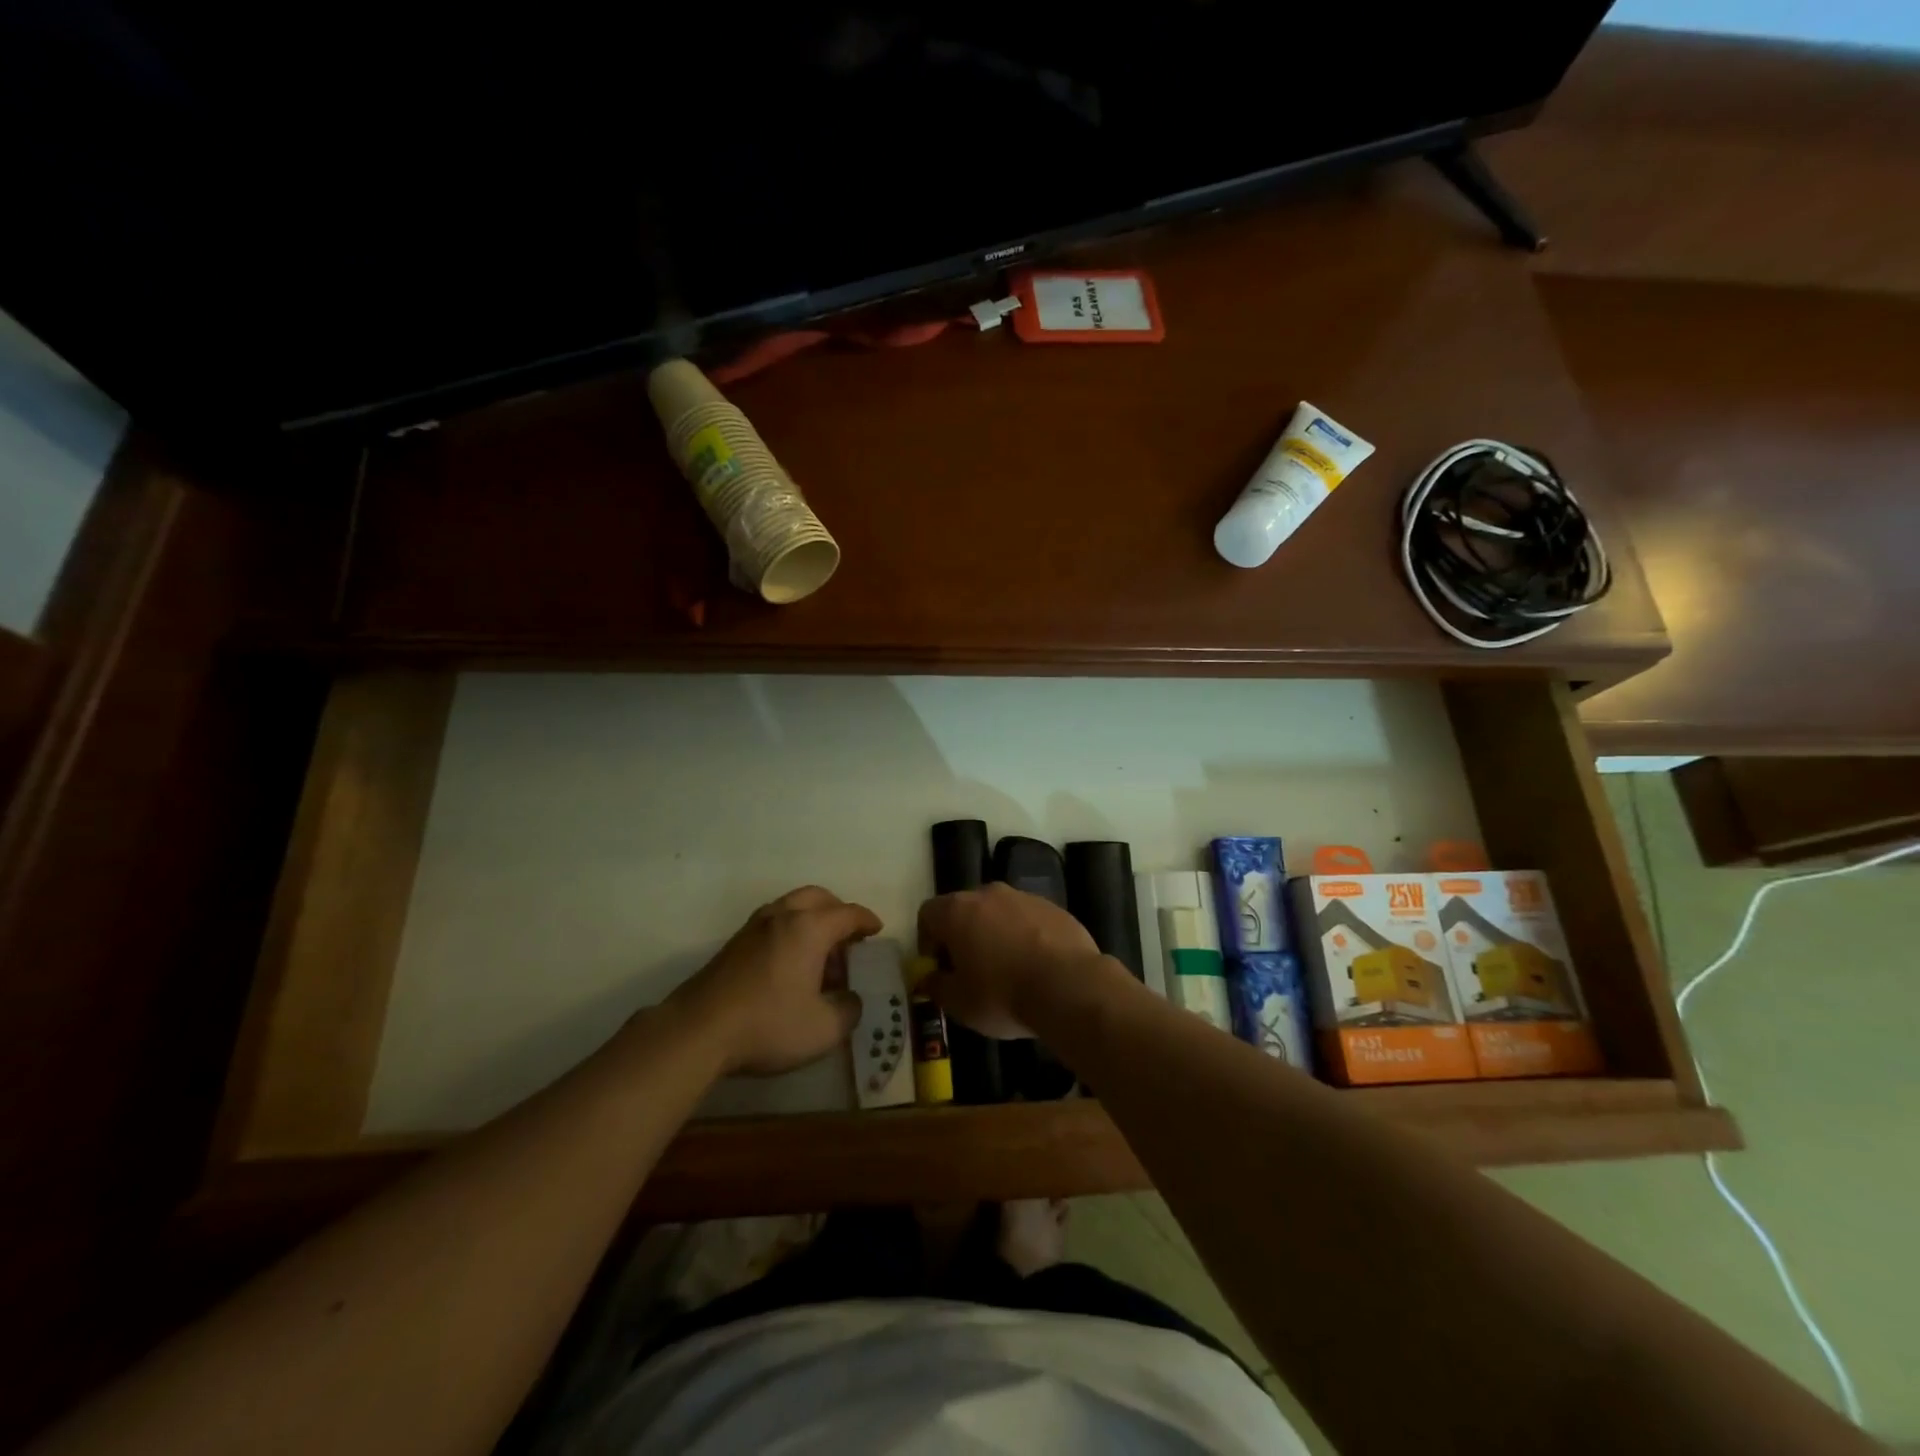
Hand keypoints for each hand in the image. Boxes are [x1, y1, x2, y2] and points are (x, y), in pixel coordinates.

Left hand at [670, 886, 880, 1076]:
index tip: (876, 930)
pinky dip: (789, 931)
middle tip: (849, 936)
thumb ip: (849, 1010)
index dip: (866, 921)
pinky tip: (790, 964)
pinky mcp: (734, 944)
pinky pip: (773, 922)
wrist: (698, 1030)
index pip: (848, 913)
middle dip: (838, 911)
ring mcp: (754, 927)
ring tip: (819, 953)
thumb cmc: (769, 1024)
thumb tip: (851, 999)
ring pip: (791, 906)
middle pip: (818, 897)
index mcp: (810, 928)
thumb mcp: (824, 1028)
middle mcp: (783, 916)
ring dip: (811, 920)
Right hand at [917, 883, 1107, 1037]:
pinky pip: (1027, 919)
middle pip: (964, 910)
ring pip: (998, 913)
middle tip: (971, 972)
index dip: (928, 942)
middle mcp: (987, 893)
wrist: (1068, 986)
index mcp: (957, 910)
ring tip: (1008, 971)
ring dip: (995, 935)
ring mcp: (1023, 897)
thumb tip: (928, 978)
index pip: (928, 915)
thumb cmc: (1002, 994)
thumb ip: (935, 986)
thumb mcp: (958, 1003)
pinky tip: (1036, 967)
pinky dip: (1024, 937)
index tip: (940, 969)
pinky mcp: (1052, 907)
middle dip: (962, 936)